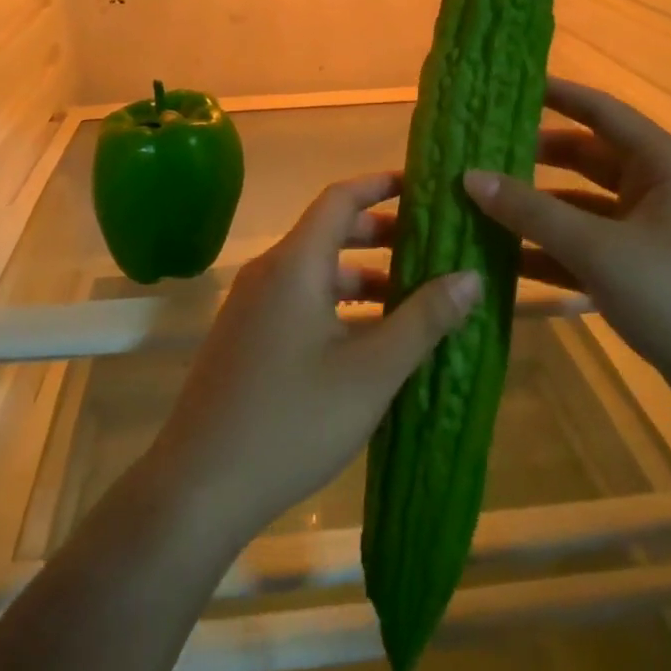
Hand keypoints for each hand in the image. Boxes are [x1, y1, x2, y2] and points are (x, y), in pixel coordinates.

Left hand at [145, 172, 483, 541]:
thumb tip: (470, 276)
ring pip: (314, 271)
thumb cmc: (292, 419)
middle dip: (379, 234)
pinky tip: (367, 339)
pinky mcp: (245, 336)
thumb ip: (423, 319)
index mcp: (294, 263)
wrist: (199, 485)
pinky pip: (298, 299)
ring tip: (410, 296)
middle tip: (429, 246)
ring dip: (361, 275)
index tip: (420, 186)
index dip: (379, 185)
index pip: (339, 198)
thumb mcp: (370, 372)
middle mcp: (268, 272)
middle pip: (328, 232)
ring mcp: (251, 305)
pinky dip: (336, 302)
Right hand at [463, 76, 670, 424]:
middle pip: (587, 159)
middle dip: (536, 157)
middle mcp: (657, 192)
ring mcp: (650, 235)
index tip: (509, 86)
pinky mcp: (643, 275)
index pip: (602, 112)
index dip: (558, 94)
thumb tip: (470, 176)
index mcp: (662, 166)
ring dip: (538, 210)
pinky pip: (588, 250)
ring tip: (481, 205)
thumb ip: (533, 212)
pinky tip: (506, 262)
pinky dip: (552, 253)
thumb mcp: (600, 250)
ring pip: (583, 209)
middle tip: (482, 151)